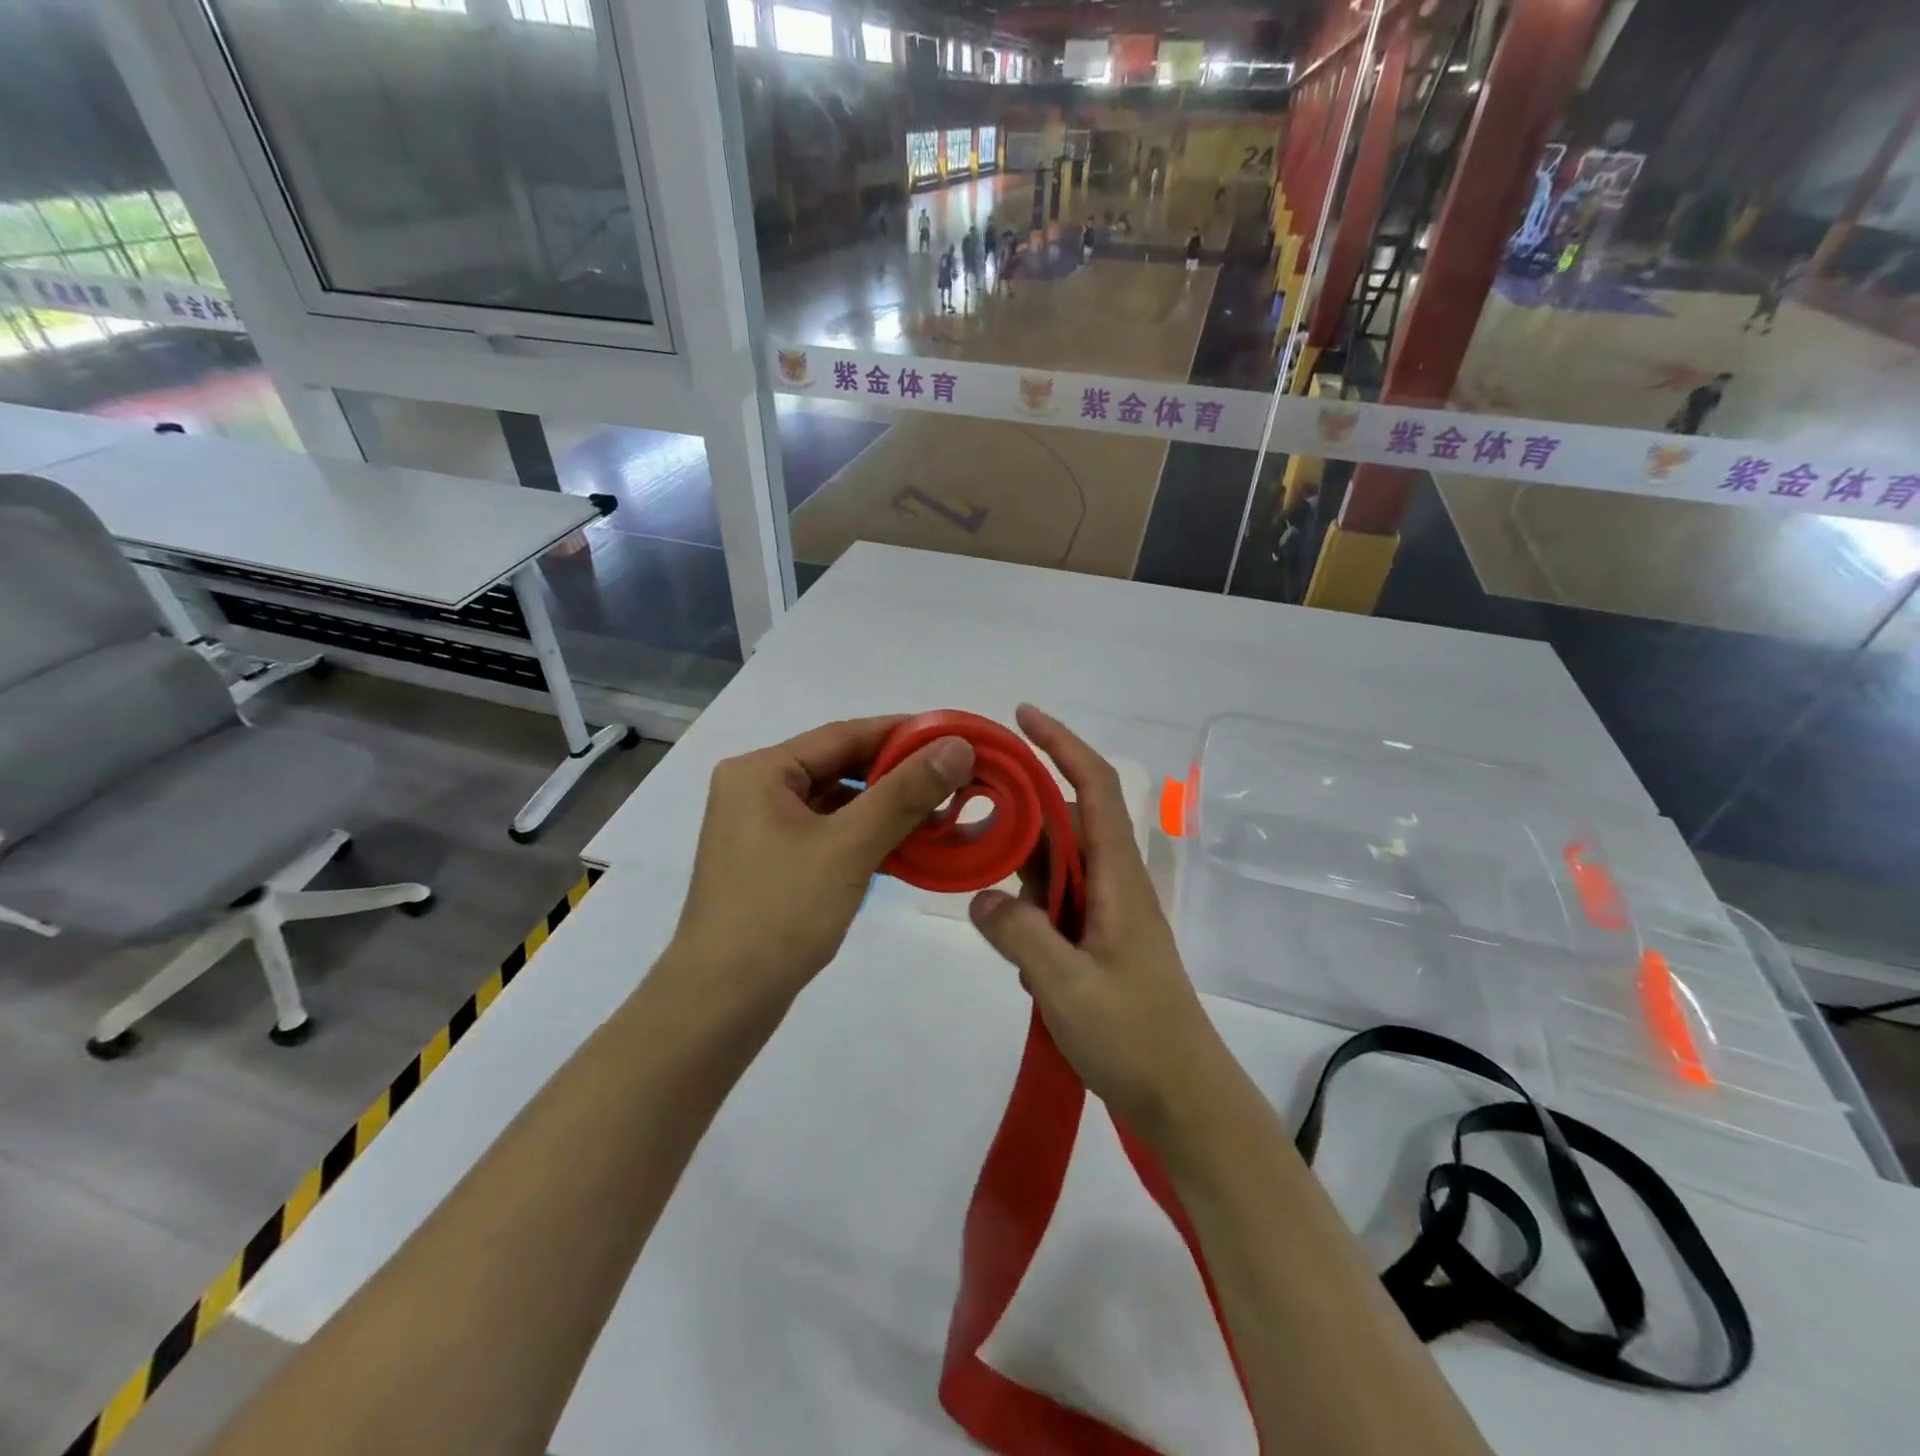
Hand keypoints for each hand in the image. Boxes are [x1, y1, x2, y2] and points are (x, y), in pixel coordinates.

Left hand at [668, 717, 974, 1012]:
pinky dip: (867, 836)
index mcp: (761, 771)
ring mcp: (761, 829)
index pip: (844, 735)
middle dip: (898, 775)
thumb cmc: (780, 914)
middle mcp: (756, 789)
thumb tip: (957, 746)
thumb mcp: (848, 847)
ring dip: (887, 808)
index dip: (903, 733)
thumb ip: (905, 793)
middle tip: (956, 778)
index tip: (954, 737)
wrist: (720, 1004)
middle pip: (840, 766)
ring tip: (942, 814)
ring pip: (837, 803)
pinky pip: (829, 833)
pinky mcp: (772, 862)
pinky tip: (909, 847)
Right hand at [968, 706, 1229, 1138]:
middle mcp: (1113, 883)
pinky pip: (1053, 903)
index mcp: (1118, 878)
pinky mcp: (1095, 942)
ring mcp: (1105, 914)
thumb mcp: (1068, 986)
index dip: (1061, 744)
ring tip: (973, 867)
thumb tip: (982, 896)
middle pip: (1065, 821)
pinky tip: (1002, 932)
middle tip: (965, 811)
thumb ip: (1021, 934)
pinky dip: (1025, 904)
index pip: (1094, 787)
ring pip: (1055, 863)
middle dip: (1019, 806)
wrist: (1183, 1098)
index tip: (1022, 717)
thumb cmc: (1135, 1038)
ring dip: (1018, 861)